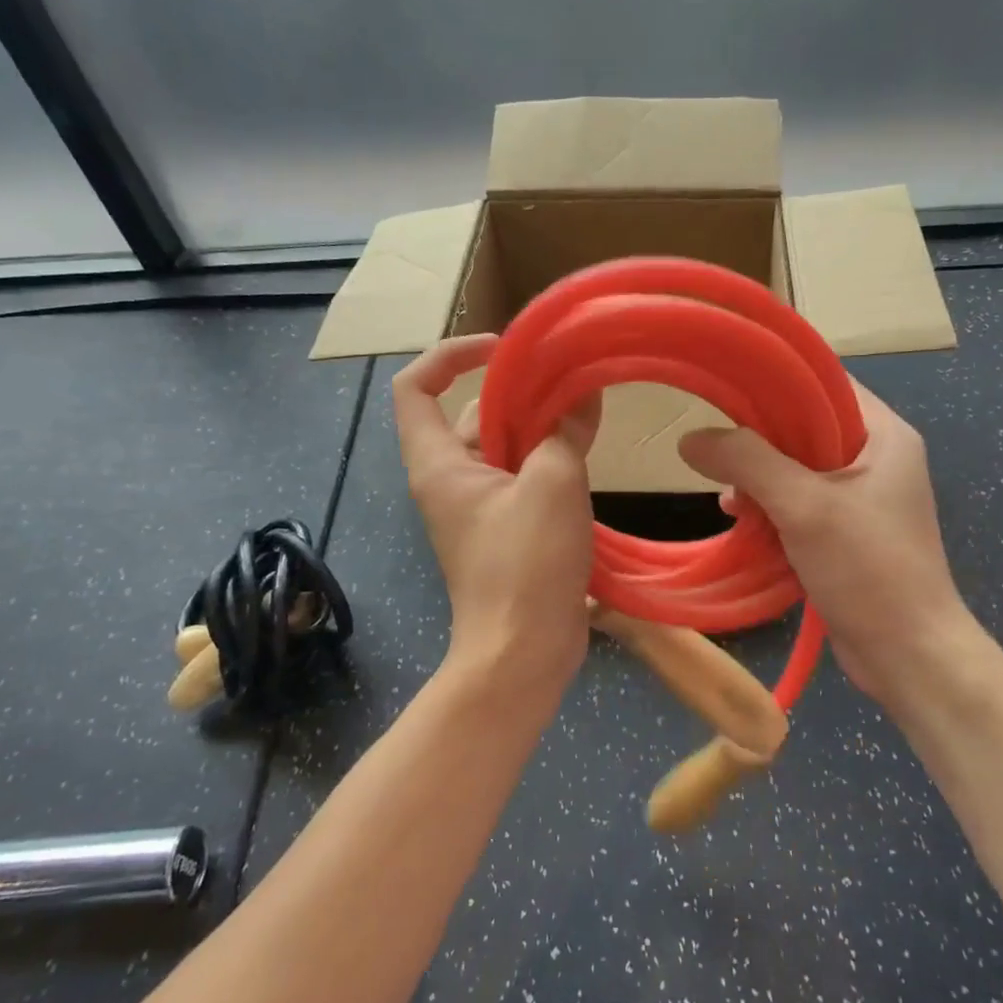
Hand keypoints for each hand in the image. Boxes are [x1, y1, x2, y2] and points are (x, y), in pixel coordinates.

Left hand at [394, 335, 600, 687]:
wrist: (523, 653)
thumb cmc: (525, 565)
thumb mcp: (552, 484)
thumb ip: (564, 430)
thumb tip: (582, 393)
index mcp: (438, 464)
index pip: (415, 386)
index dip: (451, 355)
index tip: (504, 349)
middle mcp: (450, 479)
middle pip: (470, 414)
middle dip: (517, 392)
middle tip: (568, 379)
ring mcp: (478, 507)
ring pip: (504, 446)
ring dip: (540, 427)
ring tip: (586, 413)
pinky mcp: (505, 529)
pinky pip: (523, 477)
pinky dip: (549, 460)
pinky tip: (587, 454)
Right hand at [678, 381, 978, 710]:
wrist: (909, 656)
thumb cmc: (868, 569)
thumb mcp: (804, 506)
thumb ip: (748, 463)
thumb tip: (690, 439)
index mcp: (883, 435)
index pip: (825, 383)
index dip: (776, 381)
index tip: (726, 392)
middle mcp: (876, 458)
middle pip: (804, 427)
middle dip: (758, 442)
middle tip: (720, 455)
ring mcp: (861, 499)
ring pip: (796, 469)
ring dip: (758, 480)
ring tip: (728, 499)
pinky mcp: (845, 533)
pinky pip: (798, 504)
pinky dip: (769, 509)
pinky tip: (741, 522)